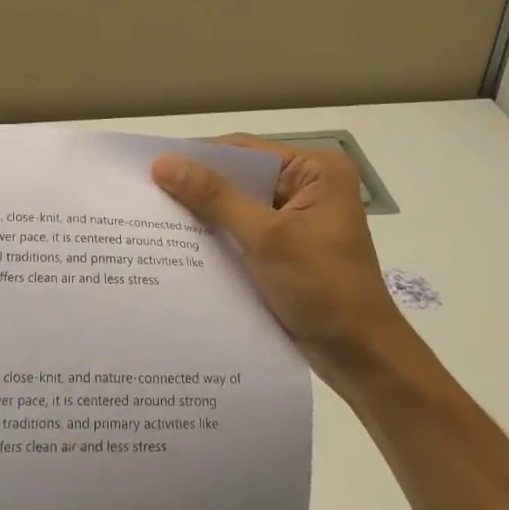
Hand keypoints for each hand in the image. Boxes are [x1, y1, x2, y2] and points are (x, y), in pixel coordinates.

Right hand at [152, 134, 400, 375]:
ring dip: (206, 212)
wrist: (361, 358)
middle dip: (200, 186)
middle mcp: (309, 186)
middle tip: (147, 191)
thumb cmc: (323, 288)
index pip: (246, 151)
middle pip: (241, 176)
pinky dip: (218, 235)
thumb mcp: (266, 238)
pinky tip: (183, 242)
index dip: (200, 157)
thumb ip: (215, 198)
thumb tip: (163, 164)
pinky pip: (244, 229)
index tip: (154, 165)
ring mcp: (298, 218)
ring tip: (155, 215)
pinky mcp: (287, 247)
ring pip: (239, 204)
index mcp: (317, 171)